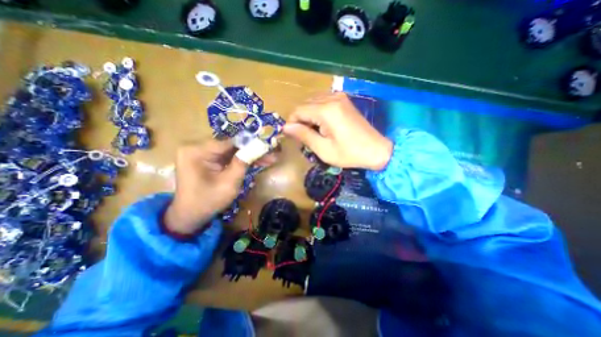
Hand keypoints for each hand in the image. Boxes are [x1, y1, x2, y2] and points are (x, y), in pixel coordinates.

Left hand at [164, 140, 275, 233]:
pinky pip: (227, 156)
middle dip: (252, 150)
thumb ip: (242, 163)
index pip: (229, 142)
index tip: (268, 146)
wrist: (190, 216)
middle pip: (231, 145)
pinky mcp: (206, 158)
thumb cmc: (208, 201)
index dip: (251, 144)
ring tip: (268, 159)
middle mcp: (196, 146)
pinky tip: (256, 162)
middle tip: (271, 154)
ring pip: (231, 150)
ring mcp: (201, 152)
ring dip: (249, 155)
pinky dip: (241, 159)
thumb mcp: (229, 183)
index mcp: (196, 151)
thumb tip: (257, 146)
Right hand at [284, 93, 392, 169]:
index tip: (292, 136)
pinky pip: (322, 101)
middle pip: (305, 104)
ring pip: (312, 102)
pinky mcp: (343, 100)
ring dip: (308, 116)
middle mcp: (332, 97)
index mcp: (326, 110)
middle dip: (300, 120)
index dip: (291, 123)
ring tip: (313, 132)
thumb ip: (304, 135)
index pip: (298, 110)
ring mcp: (339, 96)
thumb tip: (286, 127)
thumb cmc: (349, 153)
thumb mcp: (323, 149)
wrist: (376, 150)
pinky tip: (322, 125)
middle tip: (303, 137)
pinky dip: (317, 112)